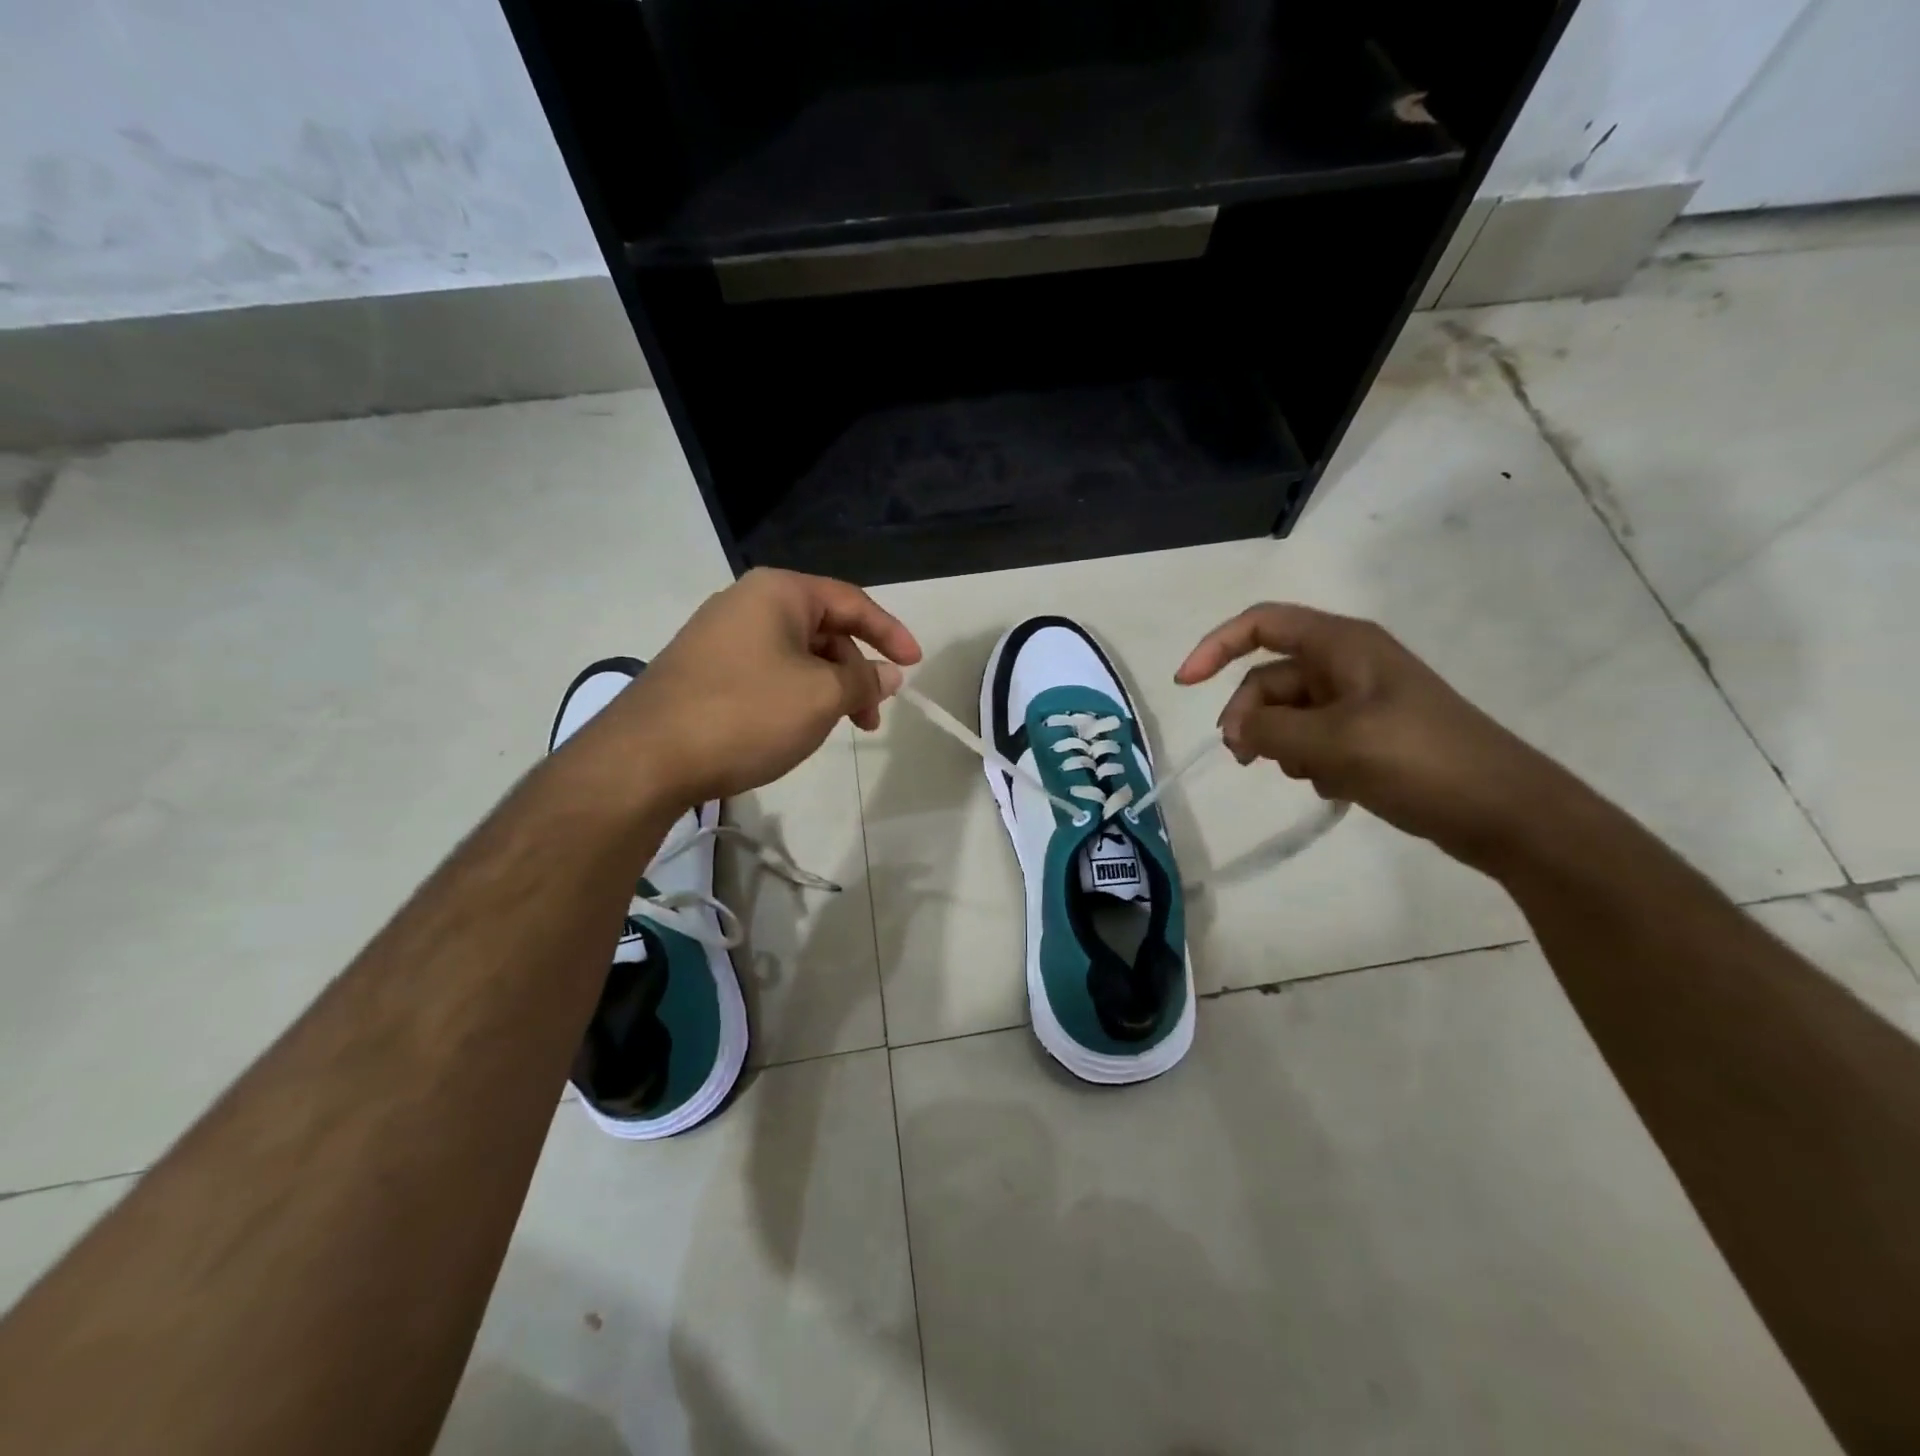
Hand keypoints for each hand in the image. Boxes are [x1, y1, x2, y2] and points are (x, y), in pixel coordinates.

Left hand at [587, 568, 920, 805]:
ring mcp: (720, 637)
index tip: (915, 666)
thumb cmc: (746, 713)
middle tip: (872, 715)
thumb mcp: (821, 696)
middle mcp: (747, 603)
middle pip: (823, 629)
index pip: (851, 601)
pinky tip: (796, 728)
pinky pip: (767, 672)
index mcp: (779, 592)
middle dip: (855, 670)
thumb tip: (888, 673)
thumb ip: (864, 680)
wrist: (647, 757)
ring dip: (827, 687)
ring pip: (795, 655)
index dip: (890, 633)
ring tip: (839, 727)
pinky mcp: (703, 670)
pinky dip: (795, 695)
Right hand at [1176, 603, 1577, 870]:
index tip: (1185, 685)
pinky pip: (1315, 739)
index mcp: (1342, 645)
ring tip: (1307, 775)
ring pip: (1290, 714)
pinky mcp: (1370, 735)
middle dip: (1250, 716)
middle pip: (1270, 678)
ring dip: (1281, 744)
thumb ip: (1269, 730)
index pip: (1262, 625)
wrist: (1504, 811)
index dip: (1216, 646)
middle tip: (1244, 759)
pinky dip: (1309, 761)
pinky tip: (1333, 787)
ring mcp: (1360, 701)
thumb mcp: (1332, 742)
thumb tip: (1235, 730)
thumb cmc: (1419, 760)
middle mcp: (1347, 664)